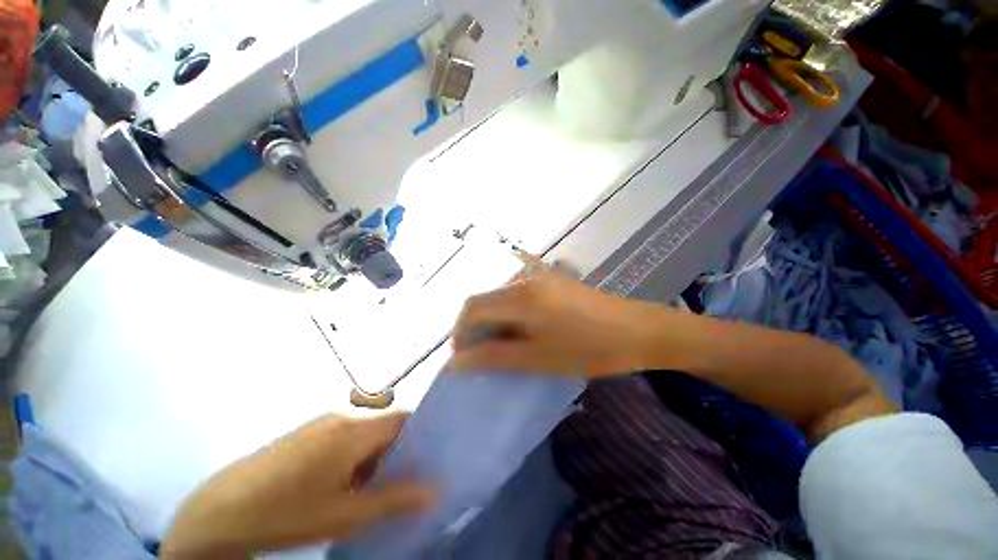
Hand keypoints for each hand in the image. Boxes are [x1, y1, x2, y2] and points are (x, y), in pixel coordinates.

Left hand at [161, 414, 433, 558]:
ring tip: (378, 488)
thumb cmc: (286, 512)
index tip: (431, 457)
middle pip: (385, 425)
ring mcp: (322, 423)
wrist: (218, 512)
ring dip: (376, 456)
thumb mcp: (345, 514)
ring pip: (366, 433)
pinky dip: (356, 457)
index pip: (403, 417)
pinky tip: (347, 484)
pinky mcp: (307, 434)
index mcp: (354, 428)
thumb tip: (434, 490)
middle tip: (407, 480)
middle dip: (399, 451)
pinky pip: (345, 437)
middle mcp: (342, 416)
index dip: (421, 434)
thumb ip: (394, 500)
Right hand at [451, 270, 674, 378]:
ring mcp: (540, 275)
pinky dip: (510, 313)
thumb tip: (456, 362)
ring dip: (494, 320)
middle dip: (476, 327)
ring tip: (505, 345)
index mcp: (521, 297)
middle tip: (484, 355)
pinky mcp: (551, 279)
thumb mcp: (538, 359)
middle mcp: (525, 279)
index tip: (463, 357)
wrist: (638, 330)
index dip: (460, 331)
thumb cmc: (589, 349)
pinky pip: (518, 294)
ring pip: (500, 297)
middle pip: (484, 299)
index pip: (472, 307)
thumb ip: (494, 357)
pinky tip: (524, 329)